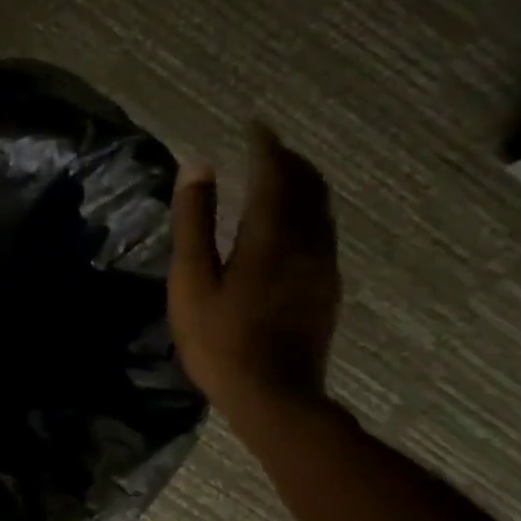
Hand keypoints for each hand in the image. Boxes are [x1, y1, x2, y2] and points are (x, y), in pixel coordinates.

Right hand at [168, 125, 340, 419]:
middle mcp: (307, 240)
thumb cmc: (221, 340)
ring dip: (302, 185)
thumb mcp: (192, 282)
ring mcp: (323, 265)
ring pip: (320, 208)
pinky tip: (290, 226)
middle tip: (266, 148)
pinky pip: (322, 232)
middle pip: (308, 185)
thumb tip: (198, 166)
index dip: (265, 145)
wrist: (274, 396)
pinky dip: (307, 212)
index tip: (254, 125)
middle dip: (288, 160)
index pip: (275, 172)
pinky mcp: (327, 288)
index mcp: (271, 234)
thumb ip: (195, 223)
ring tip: (278, 179)